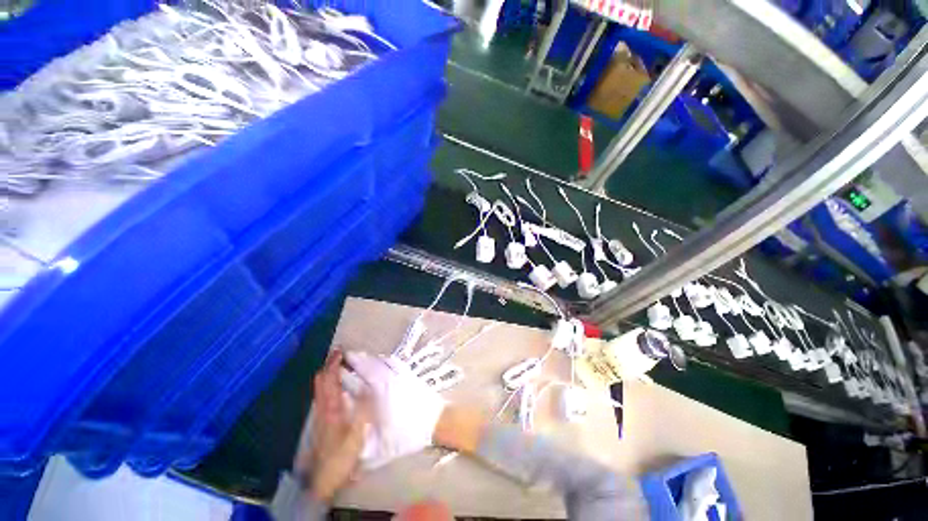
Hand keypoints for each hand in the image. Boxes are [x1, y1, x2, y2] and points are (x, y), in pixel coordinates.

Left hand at [298, 349, 371, 502]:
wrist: (324, 478)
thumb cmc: (341, 455)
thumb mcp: (357, 432)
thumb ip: (363, 409)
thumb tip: (370, 387)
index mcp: (331, 408)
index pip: (329, 380)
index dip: (333, 364)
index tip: (341, 351)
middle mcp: (322, 408)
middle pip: (320, 381)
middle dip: (328, 365)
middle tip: (340, 355)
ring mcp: (320, 414)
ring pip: (320, 388)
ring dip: (328, 374)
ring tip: (339, 366)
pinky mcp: (321, 421)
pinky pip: (322, 396)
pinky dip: (328, 384)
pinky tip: (338, 387)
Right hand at [344, 351, 446, 469]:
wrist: (435, 421)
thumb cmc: (407, 434)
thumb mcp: (380, 446)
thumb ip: (359, 443)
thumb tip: (342, 439)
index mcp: (379, 392)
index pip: (358, 377)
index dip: (344, 370)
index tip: (334, 365)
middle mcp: (387, 378)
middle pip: (368, 364)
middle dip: (354, 360)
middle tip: (342, 359)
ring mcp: (399, 373)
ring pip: (379, 360)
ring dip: (367, 358)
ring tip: (355, 358)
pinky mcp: (408, 373)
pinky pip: (392, 361)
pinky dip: (382, 359)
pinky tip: (378, 360)